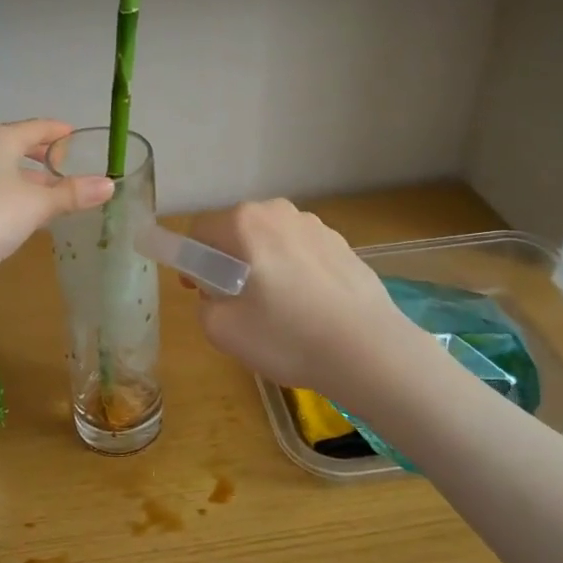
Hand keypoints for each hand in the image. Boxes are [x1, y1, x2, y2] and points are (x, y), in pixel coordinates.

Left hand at [0, 120, 114, 283]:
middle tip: (71, 169)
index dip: (60, 132)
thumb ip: (73, 194)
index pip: (38, 127)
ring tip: (57, 197)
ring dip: (31, 182)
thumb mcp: (37, 204)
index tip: (79, 136)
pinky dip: (15, 196)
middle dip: (46, 158)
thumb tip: (109, 184)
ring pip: (7, 171)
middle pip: (19, 146)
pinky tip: (27, 216)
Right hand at [186, 199, 420, 400]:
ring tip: (278, 310)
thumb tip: (218, 295)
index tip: (202, 293)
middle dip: (229, 262)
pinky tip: (308, 310)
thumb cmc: (287, 336)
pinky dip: (295, 273)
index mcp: (245, 222)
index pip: (200, 232)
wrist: (369, 350)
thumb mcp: (222, 329)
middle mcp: (280, 212)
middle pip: (237, 233)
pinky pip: (302, 254)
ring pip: (272, 242)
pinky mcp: (343, 245)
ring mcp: (317, 226)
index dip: (193, 263)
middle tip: (237, 304)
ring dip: (264, 266)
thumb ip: (205, 304)